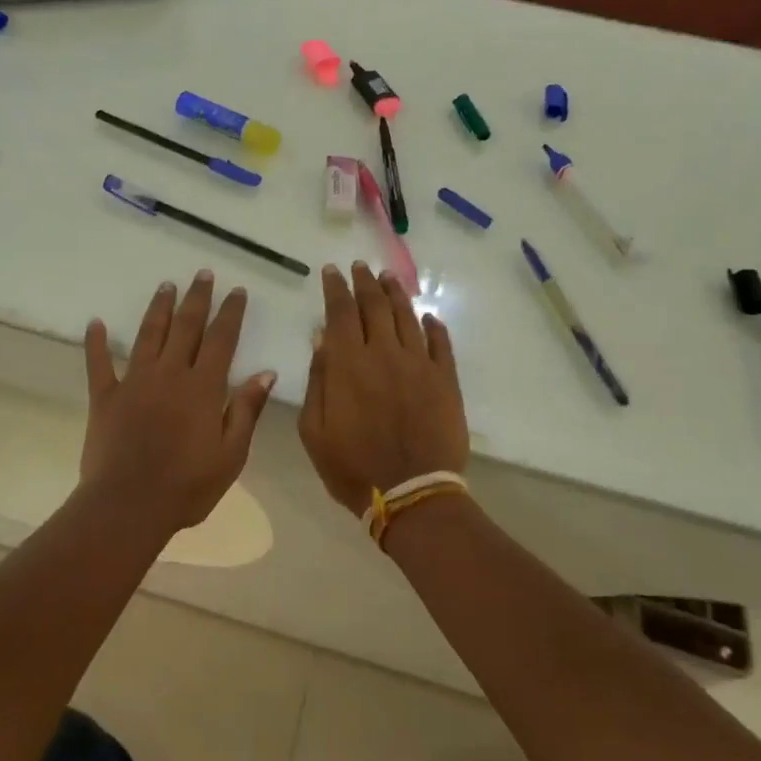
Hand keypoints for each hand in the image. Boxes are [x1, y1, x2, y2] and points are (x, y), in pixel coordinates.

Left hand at [82, 271, 275, 533]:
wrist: (129, 505)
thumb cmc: (188, 486)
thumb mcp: (231, 454)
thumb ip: (246, 410)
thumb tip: (265, 373)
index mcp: (203, 387)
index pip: (221, 339)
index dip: (230, 313)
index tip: (236, 290)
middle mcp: (170, 374)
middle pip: (186, 327)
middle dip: (197, 298)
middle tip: (202, 273)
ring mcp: (134, 382)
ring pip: (149, 335)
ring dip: (159, 308)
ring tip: (166, 285)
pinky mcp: (105, 397)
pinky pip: (99, 363)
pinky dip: (96, 342)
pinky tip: (95, 322)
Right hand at [300, 263, 468, 516]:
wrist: (412, 493)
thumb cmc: (352, 467)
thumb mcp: (315, 430)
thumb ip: (317, 380)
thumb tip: (321, 339)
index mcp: (349, 364)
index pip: (341, 313)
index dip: (336, 289)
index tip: (332, 271)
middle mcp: (385, 354)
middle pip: (375, 306)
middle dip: (364, 283)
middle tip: (359, 267)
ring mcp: (420, 365)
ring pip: (408, 317)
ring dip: (396, 294)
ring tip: (388, 278)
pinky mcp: (446, 380)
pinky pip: (441, 343)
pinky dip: (434, 326)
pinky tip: (428, 316)